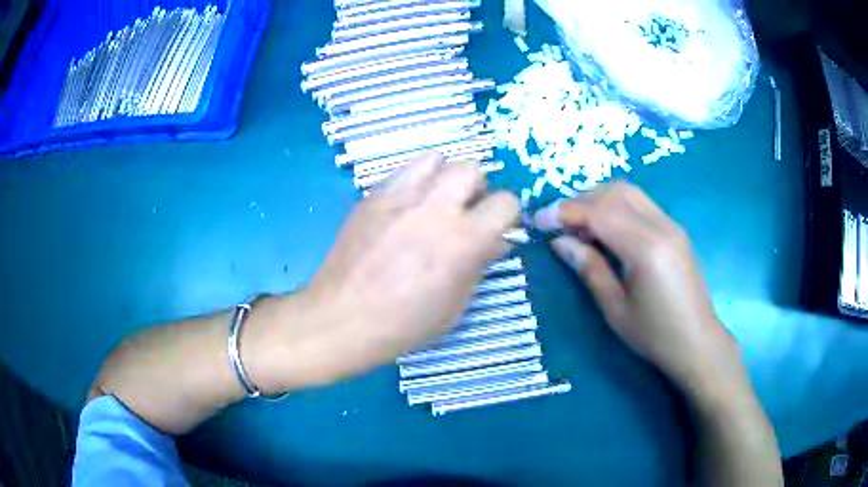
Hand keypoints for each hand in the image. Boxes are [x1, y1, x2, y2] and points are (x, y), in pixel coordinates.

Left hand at [245, 153, 518, 393]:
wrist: (340, 319)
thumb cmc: (403, 326)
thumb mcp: (455, 307)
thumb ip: (480, 266)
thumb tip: (496, 241)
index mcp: (462, 241)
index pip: (506, 202)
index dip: (507, 216)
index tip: (497, 229)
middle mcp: (434, 208)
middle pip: (472, 168)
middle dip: (476, 189)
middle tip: (464, 215)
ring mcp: (398, 197)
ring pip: (436, 159)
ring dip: (444, 178)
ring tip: (434, 205)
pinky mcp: (371, 196)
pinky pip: (403, 172)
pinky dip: (414, 183)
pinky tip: (404, 209)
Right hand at [533, 182, 737, 395]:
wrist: (697, 341)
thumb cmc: (654, 335)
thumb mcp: (615, 309)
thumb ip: (589, 268)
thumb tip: (560, 242)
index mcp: (646, 249)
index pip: (600, 213)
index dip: (566, 212)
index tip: (539, 220)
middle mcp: (661, 226)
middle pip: (615, 192)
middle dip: (581, 199)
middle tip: (558, 222)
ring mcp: (671, 225)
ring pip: (629, 192)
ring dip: (599, 198)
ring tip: (579, 224)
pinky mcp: (675, 230)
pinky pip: (641, 204)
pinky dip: (617, 206)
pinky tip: (606, 229)